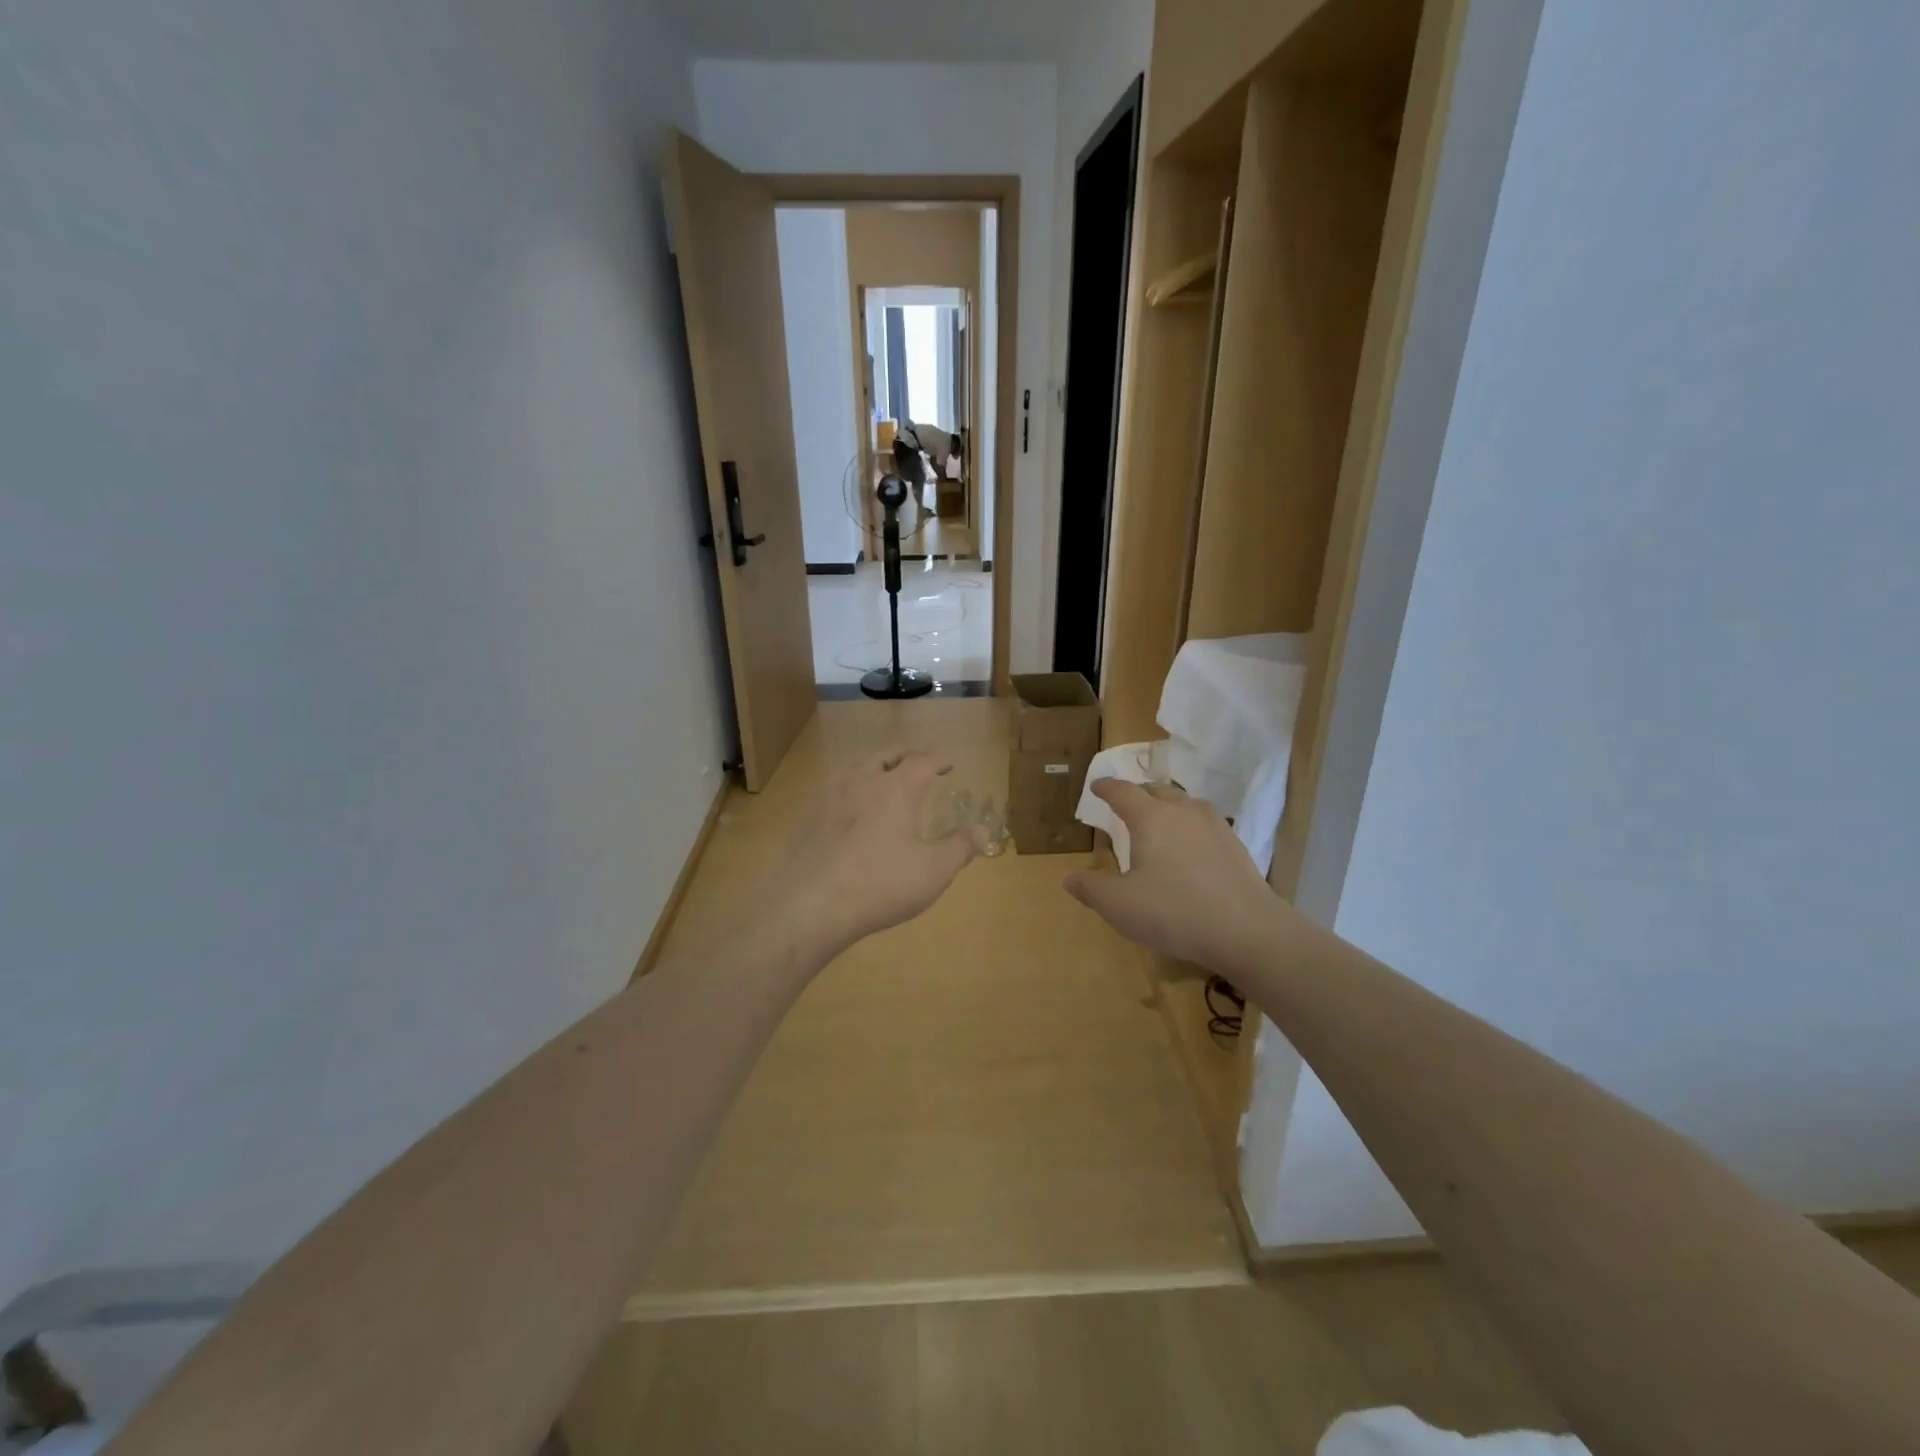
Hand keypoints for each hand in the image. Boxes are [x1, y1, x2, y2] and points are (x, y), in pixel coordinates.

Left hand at [781, 747, 981, 953]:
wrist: (812, 904)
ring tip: (884, 780)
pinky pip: (835, 789)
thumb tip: (983, 830)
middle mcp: (862, 781)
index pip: (922, 760)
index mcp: (896, 788)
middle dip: (905, 757)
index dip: (938, 759)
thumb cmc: (881, 883)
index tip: (948, 763)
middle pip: (886, 756)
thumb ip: (961, 846)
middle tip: (917, 765)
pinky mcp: (809, 817)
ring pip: (856, 767)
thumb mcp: (934, 870)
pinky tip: (852, 810)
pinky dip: (851, 789)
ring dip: (874, 767)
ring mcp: (830, 797)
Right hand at [1064, 780, 1284, 969]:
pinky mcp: (1235, 845)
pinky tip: (1190, 846)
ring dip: (1166, 805)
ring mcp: (1214, 826)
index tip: (1096, 786)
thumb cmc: (1174, 912)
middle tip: (1125, 802)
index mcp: (1151, 818)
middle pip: (1156, 790)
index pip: (1123, 791)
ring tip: (1158, 819)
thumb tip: (1069, 879)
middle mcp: (1183, 811)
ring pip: (1184, 803)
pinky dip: (1189, 825)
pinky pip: (1204, 822)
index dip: (1106, 787)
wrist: (1247, 930)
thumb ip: (1091, 889)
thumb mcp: (1119, 906)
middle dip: (1137, 792)